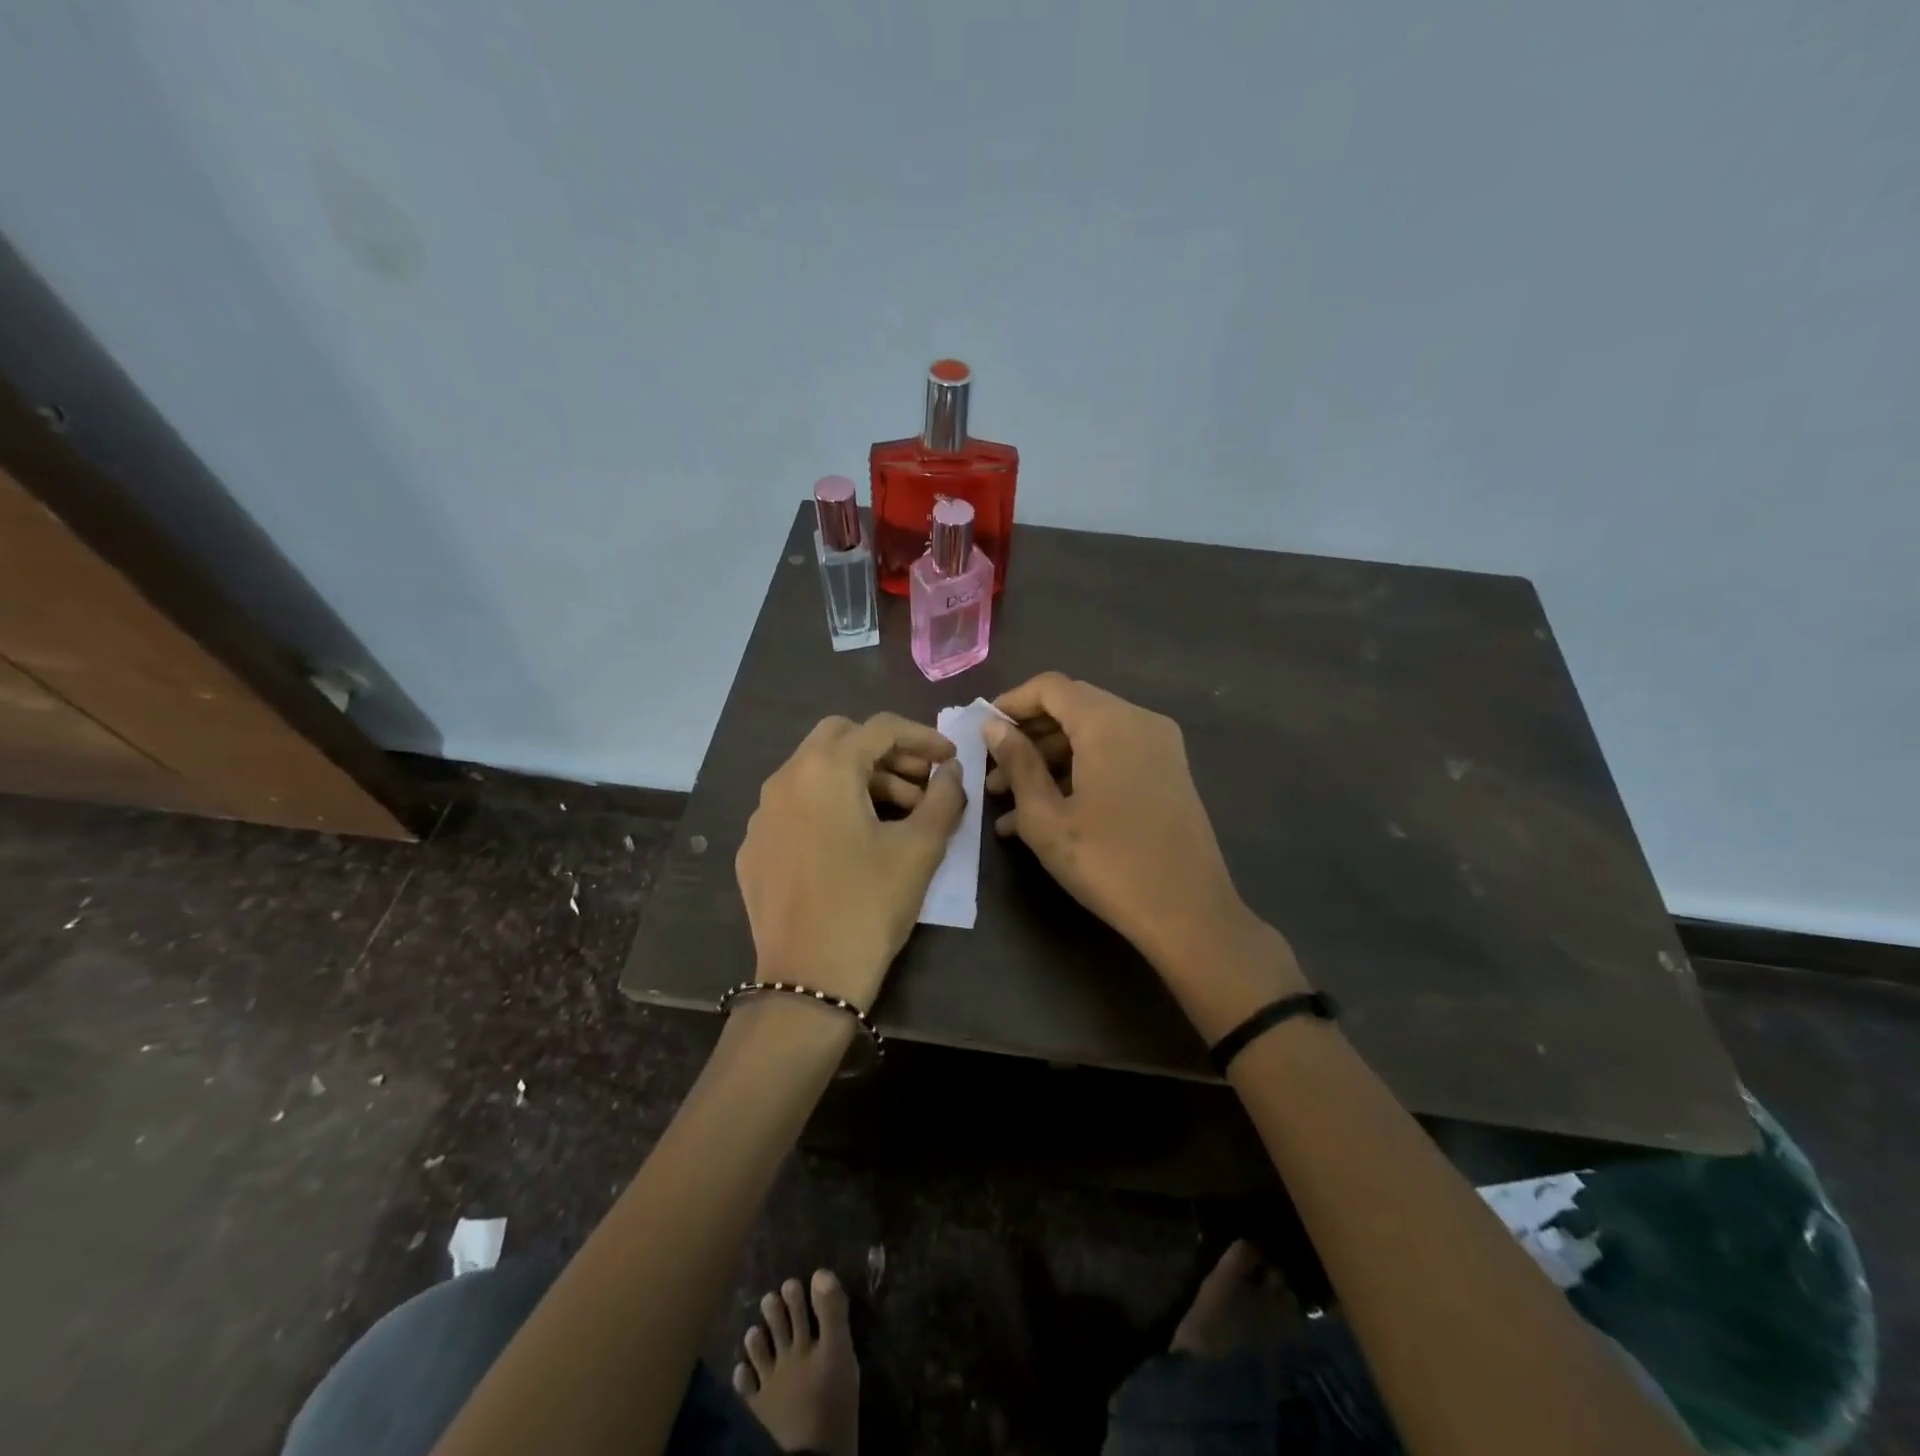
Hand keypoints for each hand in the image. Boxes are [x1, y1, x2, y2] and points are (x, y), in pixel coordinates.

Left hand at [735, 713, 964, 1010]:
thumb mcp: (920, 848)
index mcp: (825, 769)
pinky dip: (829, 807)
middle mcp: (784, 779)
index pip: (880, 728)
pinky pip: (795, 807)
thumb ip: (944, 797)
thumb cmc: (870, 905)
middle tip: (920, 781)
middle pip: (840, 738)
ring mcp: (762, 814)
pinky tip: (852, 844)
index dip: (922, 737)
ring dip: (859, 780)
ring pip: (815, 772)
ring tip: (898, 816)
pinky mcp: (754, 847)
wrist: (809, 979)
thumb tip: (952, 770)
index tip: (950, 758)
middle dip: (886, 752)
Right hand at [984, 674, 1305, 1029]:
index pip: (1050, 687)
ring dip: (1049, 760)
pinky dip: (1079, 772)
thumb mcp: (1046, 817)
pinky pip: (1114, 755)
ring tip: (1010, 805)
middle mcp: (1139, 720)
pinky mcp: (1168, 771)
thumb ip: (1018, 763)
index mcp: (1108, 722)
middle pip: (1072, 707)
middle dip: (1028, 737)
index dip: (1011, 702)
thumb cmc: (1108, 864)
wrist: (1189, 913)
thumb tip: (994, 726)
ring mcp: (1159, 746)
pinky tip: (1047, 813)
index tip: (983, 732)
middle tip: (993, 775)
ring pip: (1092, 734)